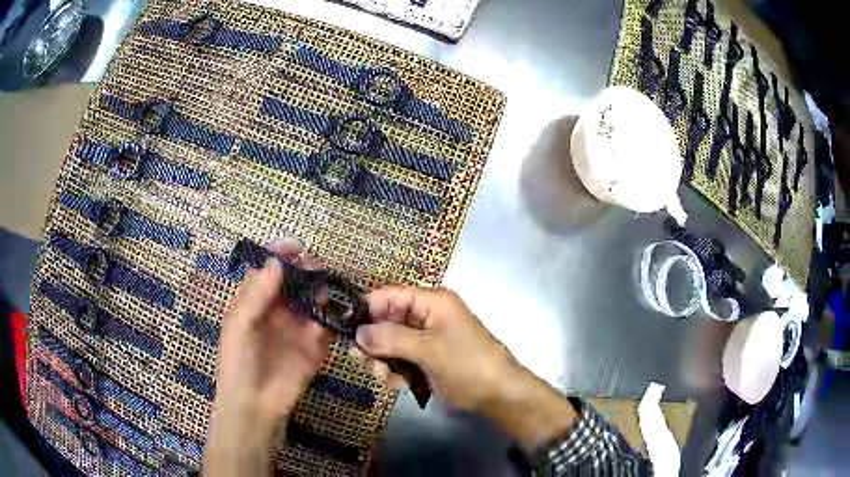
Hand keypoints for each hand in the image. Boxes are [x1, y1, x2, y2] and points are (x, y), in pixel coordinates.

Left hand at [204, 241, 331, 475]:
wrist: (257, 404)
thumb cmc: (239, 362)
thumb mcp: (240, 325)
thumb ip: (257, 294)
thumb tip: (277, 262)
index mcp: (254, 300)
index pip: (268, 268)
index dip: (280, 254)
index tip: (295, 247)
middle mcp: (277, 307)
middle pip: (294, 279)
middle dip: (305, 269)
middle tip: (315, 268)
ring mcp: (298, 325)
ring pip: (313, 297)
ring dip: (321, 289)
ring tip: (324, 290)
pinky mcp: (316, 343)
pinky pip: (327, 323)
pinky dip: (333, 314)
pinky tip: (334, 312)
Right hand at [355, 286, 575, 452]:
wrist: (497, 395)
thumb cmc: (467, 364)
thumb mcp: (428, 349)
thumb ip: (390, 338)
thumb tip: (357, 332)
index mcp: (431, 302)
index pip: (388, 295)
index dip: (366, 309)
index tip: (345, 328)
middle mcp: (425, 316)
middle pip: (384, 321)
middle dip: (373, 342)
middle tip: (362, 360)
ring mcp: (424, 339)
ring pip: (388, 344)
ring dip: (382, 361)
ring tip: (387, 377)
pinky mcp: (424, 359)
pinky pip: (398, 360)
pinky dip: (393, 372)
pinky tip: (400, 385)